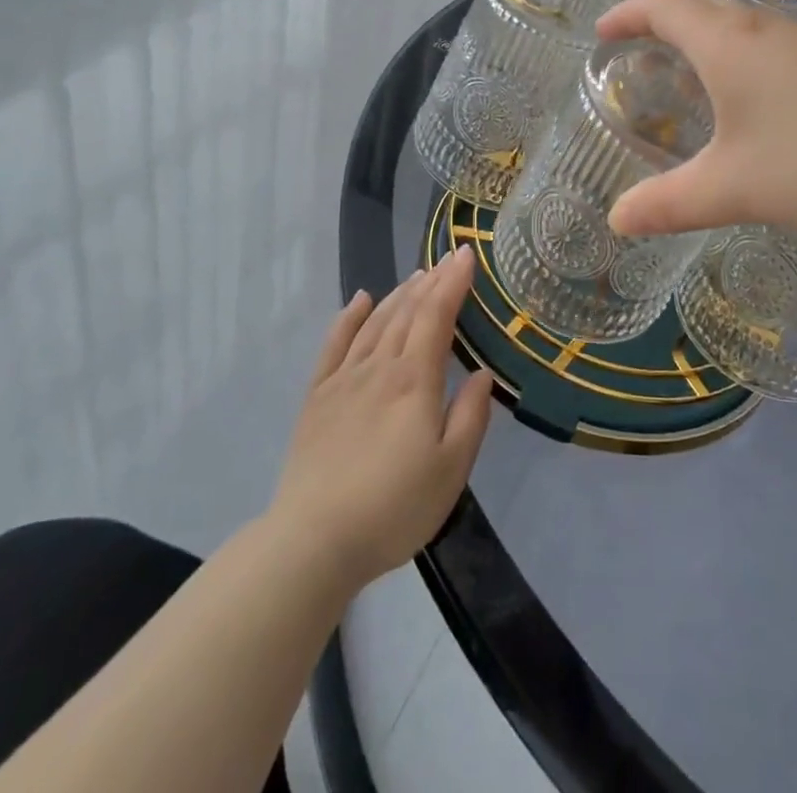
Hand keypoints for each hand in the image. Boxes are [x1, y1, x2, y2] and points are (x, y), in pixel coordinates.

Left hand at [269, 249, 493, 591]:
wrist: (313, 540)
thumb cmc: (393, 508)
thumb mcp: (450, 470)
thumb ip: (471, 416)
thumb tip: (483, 373)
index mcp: (415, 380)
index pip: (437, 316)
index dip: (453, 283)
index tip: (465, 255)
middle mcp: (379, 366)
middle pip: (407, 312)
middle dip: (431, 282)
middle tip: (447, 259)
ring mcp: (344, 378)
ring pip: (375, 322)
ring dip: (399, 294)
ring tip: (417, 276)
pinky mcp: (318, 396)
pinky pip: (335, 343)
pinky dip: (349, 317)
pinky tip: (360, 300)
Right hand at [596, 0, 796, 242]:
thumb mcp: (732, 189)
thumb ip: (667, 204)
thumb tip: (616, 221)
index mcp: (726, 43)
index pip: (662, 6)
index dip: (627, 14)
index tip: (603, 32)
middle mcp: (762, 29)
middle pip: (700, 7)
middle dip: (661, 23)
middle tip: (638, 55)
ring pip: (738, 25)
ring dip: (703, 39)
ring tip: (686, 77)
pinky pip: (767, 45)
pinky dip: (738, 58)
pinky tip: (748, 102)